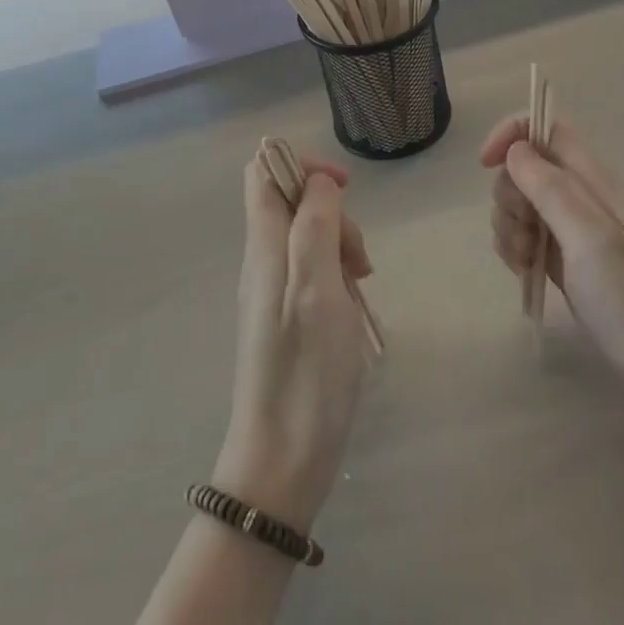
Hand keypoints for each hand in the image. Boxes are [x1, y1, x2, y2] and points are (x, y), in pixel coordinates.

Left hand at [213, 154, 372, 532]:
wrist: (282, 459)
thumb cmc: (306, 369)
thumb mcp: (318, 284)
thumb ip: (316, 222)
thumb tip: (317, 179)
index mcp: (265, 244)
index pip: (264, 171)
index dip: (302, 165)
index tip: (343, 189)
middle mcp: (262, 259)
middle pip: (293, 202)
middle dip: (334, 213)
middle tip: (358, 258)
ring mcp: (272, 289)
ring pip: (307, 236)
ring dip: (340, 246)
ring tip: (361, 285)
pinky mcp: (285, 316)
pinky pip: (311, 270)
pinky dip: (336, 274)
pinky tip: (353, 305)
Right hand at [481, 115, 623, 393]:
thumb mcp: (589, 238)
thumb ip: (550, 188)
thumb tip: (516, 149)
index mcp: (592, 178)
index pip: (546, 127)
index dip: (511, 134)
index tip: (487, 165)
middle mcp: (581, 195)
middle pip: (524, 166)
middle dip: (508, 194)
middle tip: (524, 232)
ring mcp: (572, 227)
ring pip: (520, 201)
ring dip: (508, 226)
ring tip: (525, 261)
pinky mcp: (564, 258)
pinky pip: (525, 234)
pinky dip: (514, 247)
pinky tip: (524, 272)